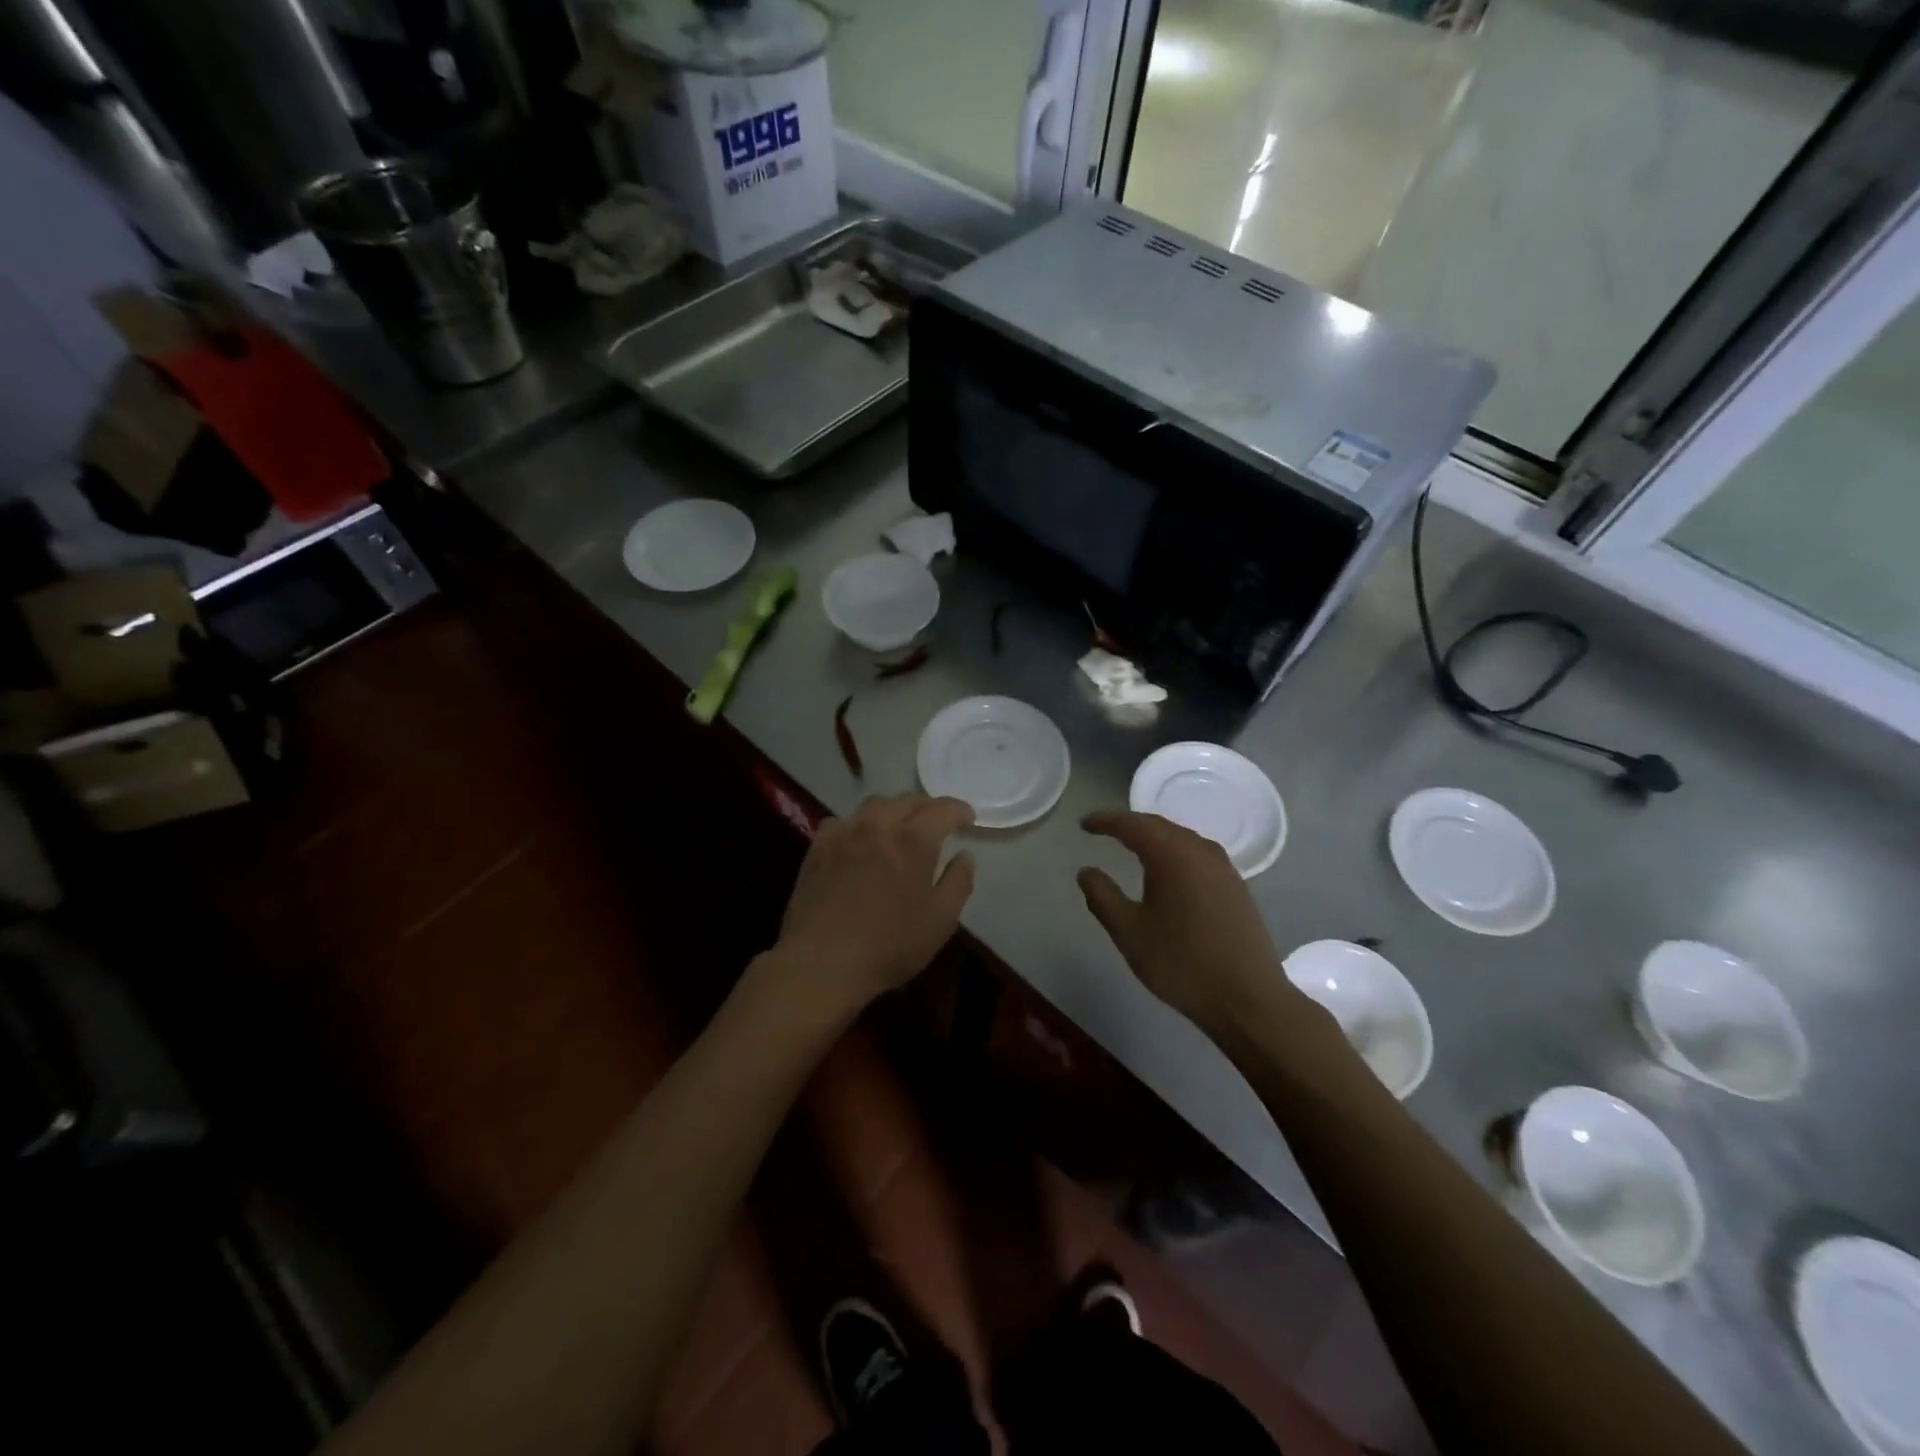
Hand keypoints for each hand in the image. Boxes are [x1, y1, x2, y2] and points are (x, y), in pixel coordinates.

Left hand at [771, 794, 976, 1012]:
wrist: (821, 963)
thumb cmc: (889, 946)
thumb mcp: (940, 921)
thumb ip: (958, 882)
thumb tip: (965, 855)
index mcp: (913, 840)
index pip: (943, 809)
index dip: (959, 810)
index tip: (968, 818)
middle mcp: (879, 825)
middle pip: (907, 800)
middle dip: (928, 807)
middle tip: (938, 822)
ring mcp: (844, 832)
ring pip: (874, 805)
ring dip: (894, 810)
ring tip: (900, 826)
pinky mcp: (818, 847)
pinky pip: (842, 821)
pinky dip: (859, 824)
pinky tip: (859, 841)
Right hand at [1078, 811, 1295, 1034]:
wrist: (1248, 999)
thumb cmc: (1181, 963)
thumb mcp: (1129, 932)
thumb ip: (1102, 897)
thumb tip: (1086, 872)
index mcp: (1172, 855)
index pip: (1132, 825)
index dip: (1106, 821)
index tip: (1084, 824)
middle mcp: (1200, 851)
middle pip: (1159, 825)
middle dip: (1129, 825)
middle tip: (1104, 830)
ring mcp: (1223, 867)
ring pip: (1181, 838)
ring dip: (1154, 836)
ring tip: (1132, 845)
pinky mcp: (1236, 885)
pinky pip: (1197, 853)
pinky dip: (1174, 851)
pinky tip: (1168, 869)